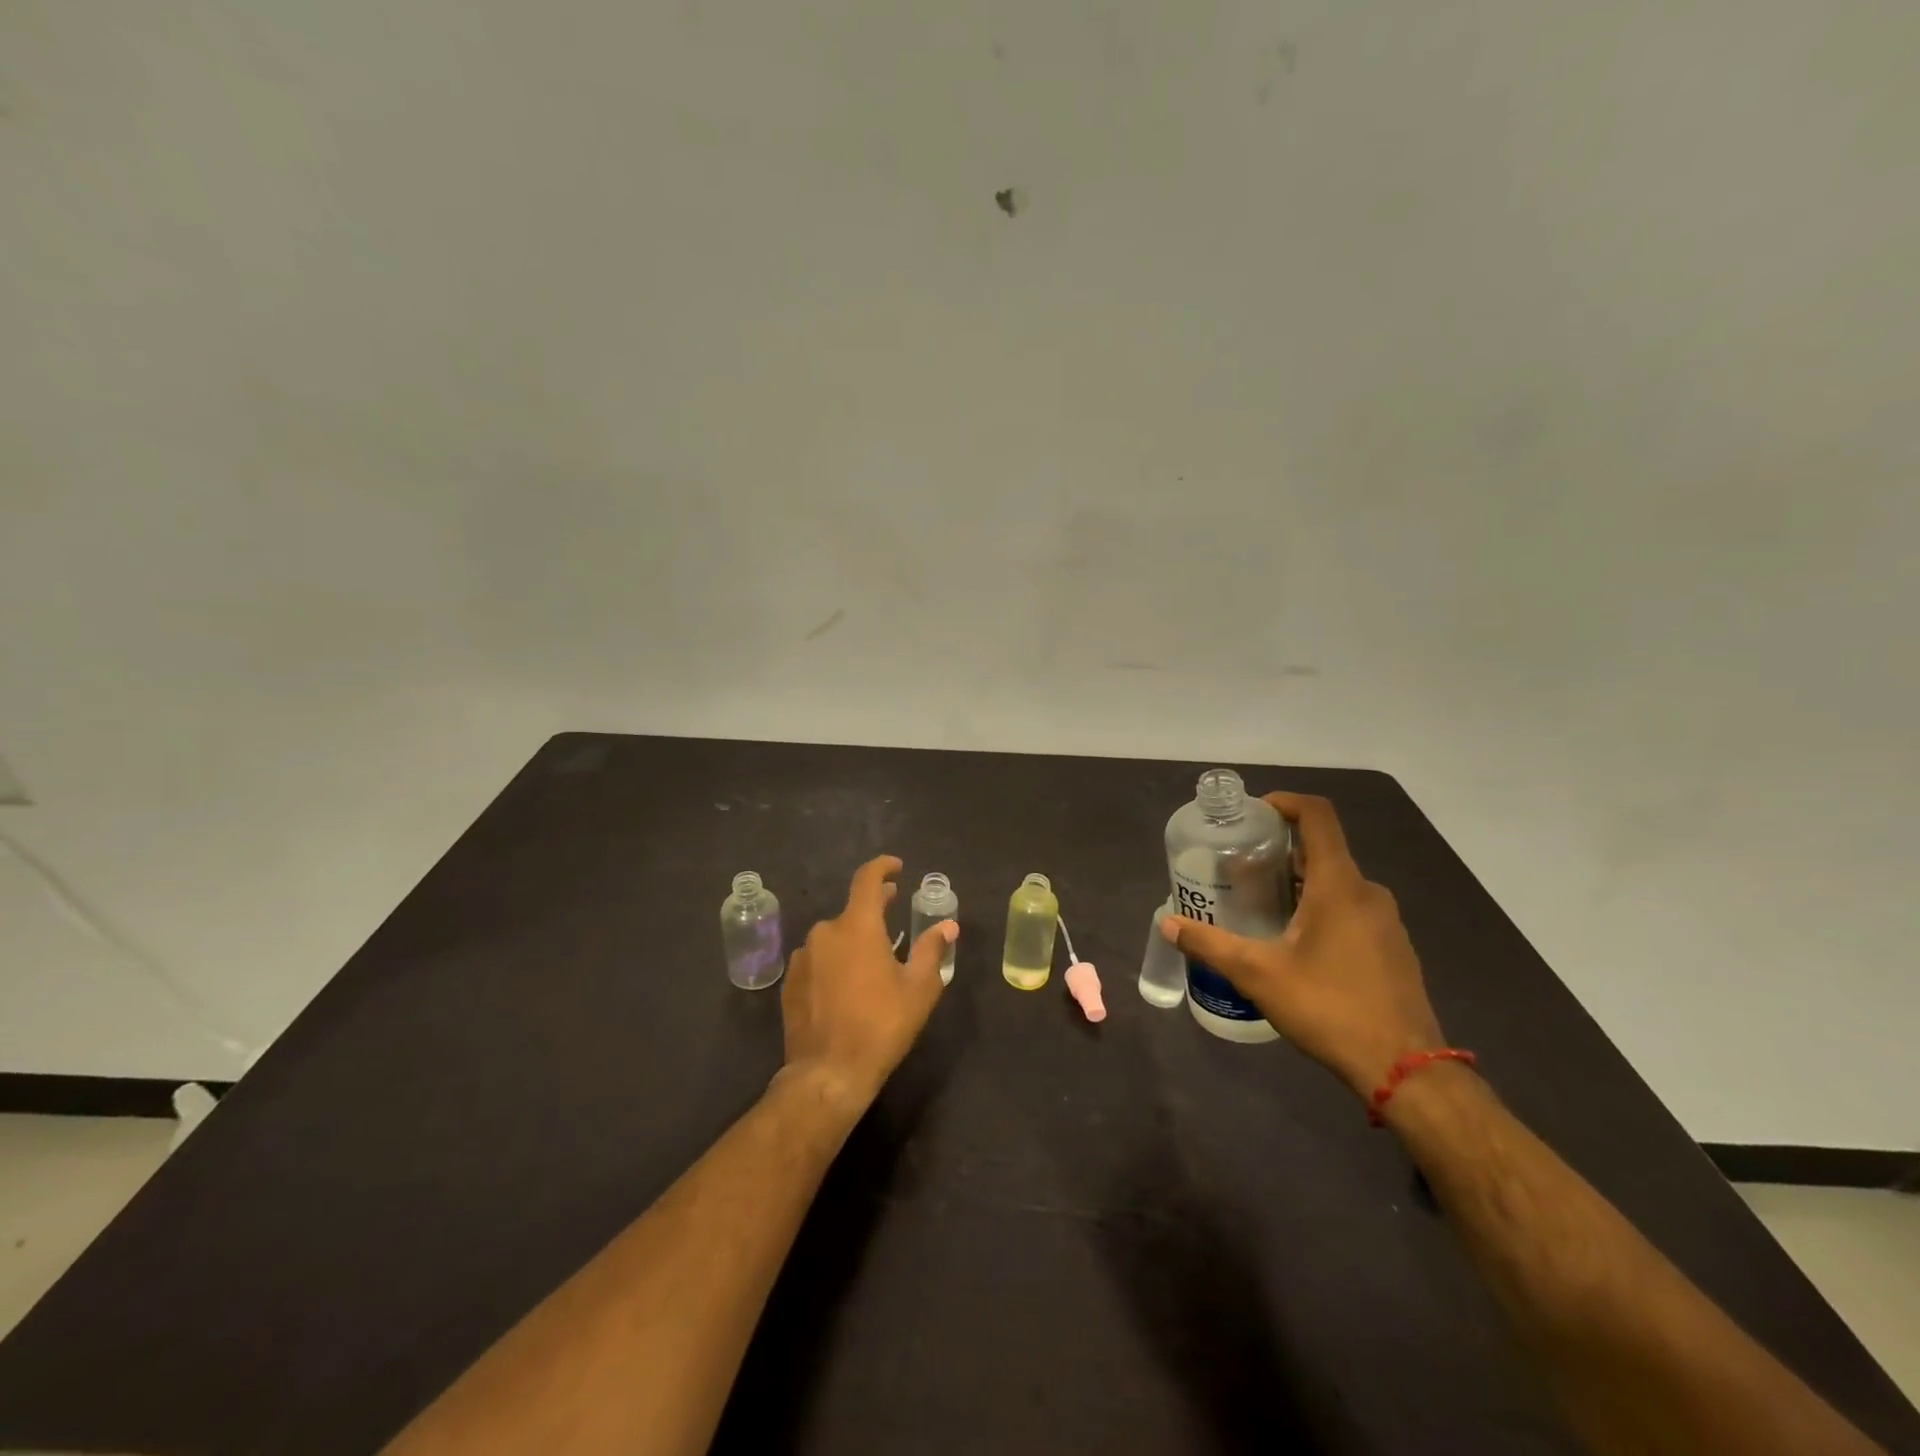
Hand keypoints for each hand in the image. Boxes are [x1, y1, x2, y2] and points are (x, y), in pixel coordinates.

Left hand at [779, 855, 955, 1117]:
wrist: (828, 1074)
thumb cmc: (881, 1025)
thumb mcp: (918, 989)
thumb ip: (931, 950)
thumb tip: (947, 926)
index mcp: (858, 926)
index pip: (867, 879)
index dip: (883, 867)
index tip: (897, 867)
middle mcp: (825, 932)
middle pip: (852, 910)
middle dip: (874, 907)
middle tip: (893, 909)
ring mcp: (802, 958)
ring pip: (834, 937)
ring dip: (853, 940)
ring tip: (872, 960)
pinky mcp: (790, 983)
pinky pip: (817, 961)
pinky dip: (834, 962)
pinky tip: (846, 986)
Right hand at [1160, 793, 1443, 1099]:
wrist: (1405, 1070)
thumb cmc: (1329, 1008)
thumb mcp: (1258, 975)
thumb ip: (1210, 945)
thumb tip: (1167, 924)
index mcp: (1339, 885)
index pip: (1318, 817)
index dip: (1286, 803)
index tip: (1254, 812)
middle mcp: (1368, 893)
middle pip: (1323, 850)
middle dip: (1281, 850)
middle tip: (1240, 866)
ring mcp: (1386, 922)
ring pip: (1337, 882)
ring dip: (1300, 881)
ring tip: (1260, 902)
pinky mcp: (1393, 948)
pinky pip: (1352, 908)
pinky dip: (1321, 907)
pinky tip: (1294, 940)